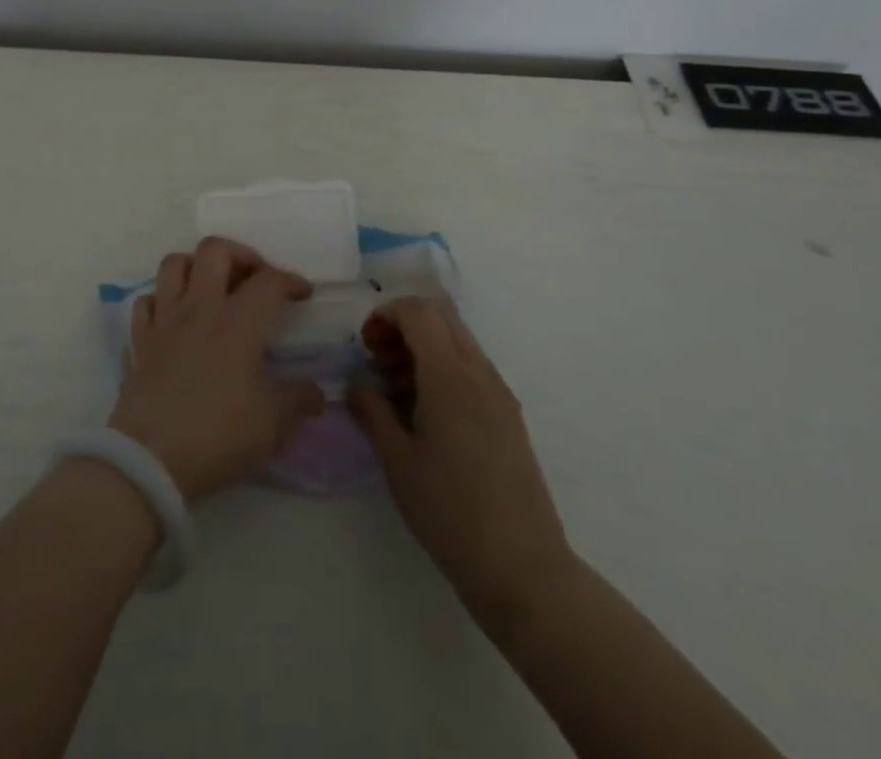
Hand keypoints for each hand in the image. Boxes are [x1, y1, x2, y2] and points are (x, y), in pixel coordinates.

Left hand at [109, 238, 326, 503]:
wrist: (150, 460)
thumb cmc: (217, 436)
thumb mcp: (272, 425)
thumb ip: (298, 400)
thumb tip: (317, 391)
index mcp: (237, 322)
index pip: (268, 281)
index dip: (291, 280)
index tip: (304, 293)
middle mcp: (199, 308)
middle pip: (215, 250)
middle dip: (241, 254)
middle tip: (255, 279)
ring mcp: (164, 320)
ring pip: (174, 264)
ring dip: (196, 265)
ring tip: (213, 286)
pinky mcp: (140, 340)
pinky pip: (147, 301)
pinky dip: (162, 299)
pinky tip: (175, 317)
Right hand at [348, 297, 576, 630]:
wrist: (523, 568)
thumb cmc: (450, 513)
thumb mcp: (398, 462)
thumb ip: (373, 412)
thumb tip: (357, 385)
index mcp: (449, 376)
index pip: (418, 311)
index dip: (386, 315)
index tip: (365, 346)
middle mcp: (479, 372)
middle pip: (441, 314)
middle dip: (404, 324)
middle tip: (379, 360)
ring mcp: (499, 392)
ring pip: (458, 338)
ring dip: (424, 345)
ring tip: (397, 389)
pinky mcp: (509, 414)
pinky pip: (472, 366)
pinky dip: (443, 366)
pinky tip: (426, 411)